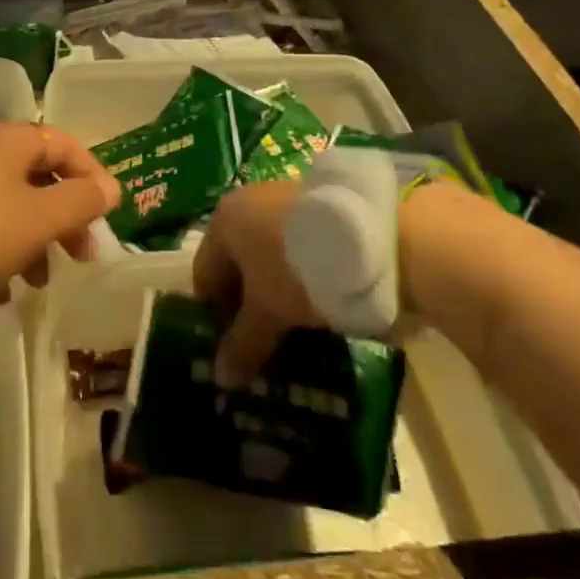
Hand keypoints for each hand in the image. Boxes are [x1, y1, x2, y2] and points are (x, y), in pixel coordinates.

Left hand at [0, 122, 120, 302]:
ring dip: (32, 243)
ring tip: (36, 282)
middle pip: (38, 179)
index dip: (92, 178)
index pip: (65, 146)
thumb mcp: (42, 218)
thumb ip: (82, 201)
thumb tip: (110, 188)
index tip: (105, 216)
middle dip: (64, 220)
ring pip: (10, 206)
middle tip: (80, 256)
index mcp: (10, 139)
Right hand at [191, 180, 320, 385]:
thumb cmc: (298, 270)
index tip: (235, 348)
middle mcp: (248, 203)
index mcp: (224, 221)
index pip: (205, 276)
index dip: (215, 317)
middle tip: (265, 342)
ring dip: (278, 292)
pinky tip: (321, 301)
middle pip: (238, 265)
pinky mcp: (320, 208)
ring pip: (270, 257)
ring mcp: (286, 200)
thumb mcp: (268, 314)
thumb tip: (221, 378)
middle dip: (248, 305)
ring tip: (298, 327)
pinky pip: (298, 249)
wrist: (374, 237)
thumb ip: (241, 346)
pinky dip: (302, 275)